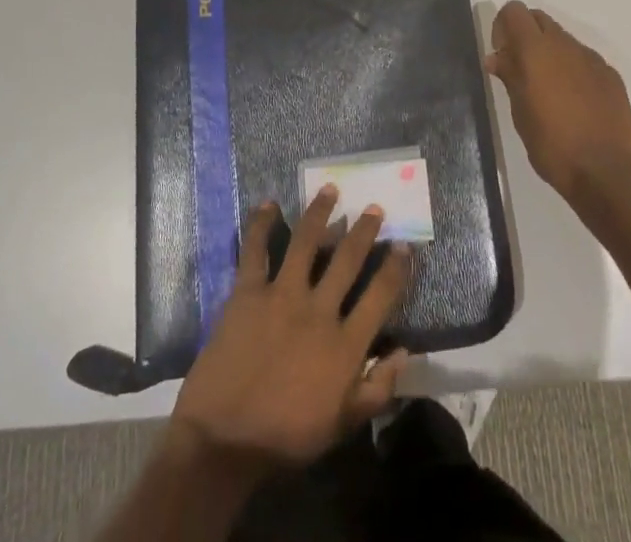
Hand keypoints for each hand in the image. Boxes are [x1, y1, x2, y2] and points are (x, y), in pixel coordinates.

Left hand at [170, 188, 411, 469]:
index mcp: (345, 345)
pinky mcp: (248, 292)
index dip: (396, 268)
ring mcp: (282, 295)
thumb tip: (406, 352)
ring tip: (330, 189)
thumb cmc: (286, 437)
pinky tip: (268, 204)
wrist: (225, 441)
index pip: (381, 296)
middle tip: (374, 208)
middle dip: (364, 230)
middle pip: (347, 259)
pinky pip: (255, 249)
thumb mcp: (342, 424)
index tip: (404, 245)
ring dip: (320, 212)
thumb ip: (377, 389)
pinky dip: (261, 224)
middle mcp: (319, 310)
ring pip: (307, 241)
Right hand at [486, 0, 630, 207]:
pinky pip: (584, 61)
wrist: (609, 173)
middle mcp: (565, 45)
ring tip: (549, 92)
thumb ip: (509, 77)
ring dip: (550, 54)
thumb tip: (496, 57)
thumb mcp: (520, 113)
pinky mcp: (611, 76)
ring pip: (563, 40)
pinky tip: (575, 104)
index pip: (514, 11)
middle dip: (526, 35)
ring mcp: (592, 59)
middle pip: (539, 19)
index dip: (503, 26)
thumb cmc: (553, 145)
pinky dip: (573, 70)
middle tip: (521, 70)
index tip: (502, 55)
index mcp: (536, 50)